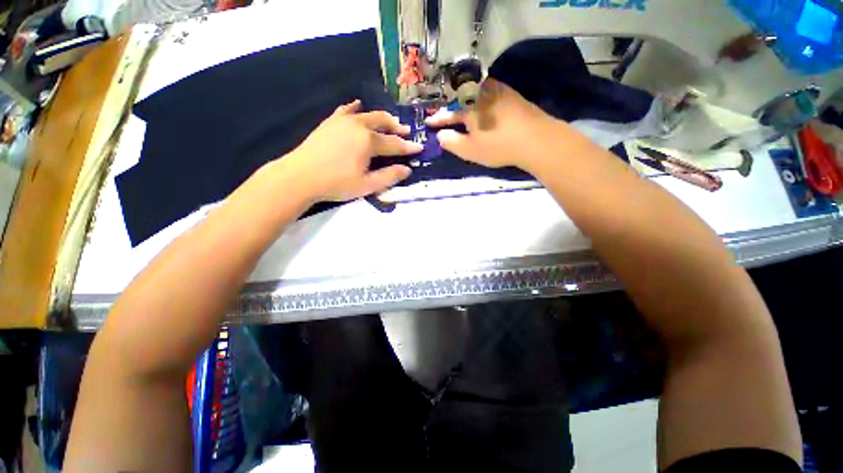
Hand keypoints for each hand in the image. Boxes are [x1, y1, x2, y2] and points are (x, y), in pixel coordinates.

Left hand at [285, 100, 422, 201]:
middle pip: (382, 122)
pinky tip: (358, 107)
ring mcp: (343, 121)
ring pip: (367, 114)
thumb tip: (407, 169)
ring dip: (381, 118)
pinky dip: (355, 108)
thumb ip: (389, 176)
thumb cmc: (336, 183)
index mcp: (369, 141)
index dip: (408, 147)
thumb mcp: (367, 185)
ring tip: (389, 122)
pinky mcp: (330, 122)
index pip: (394, 144)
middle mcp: (358, 125)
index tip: (419, 147)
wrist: (300, 176)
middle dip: (396, 127)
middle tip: (406, 131)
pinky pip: (346, 110)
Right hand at [426, 79, 566, 171]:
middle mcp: (483, 94)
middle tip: (445, 118)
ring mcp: (500, 92)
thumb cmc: (498, 145)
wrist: (536, 139)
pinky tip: (483, 110)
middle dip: (452, 110)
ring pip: (476, 97)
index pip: (449, 114)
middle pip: (462, 102)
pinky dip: (482, 105)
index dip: (438, 120)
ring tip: (462, 113)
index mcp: (470, 108)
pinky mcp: (512, 96)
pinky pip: (490, 97)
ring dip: (467, 106)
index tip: (428, 122)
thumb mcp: (470, 150)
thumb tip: (440, 135)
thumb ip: (451, 142)